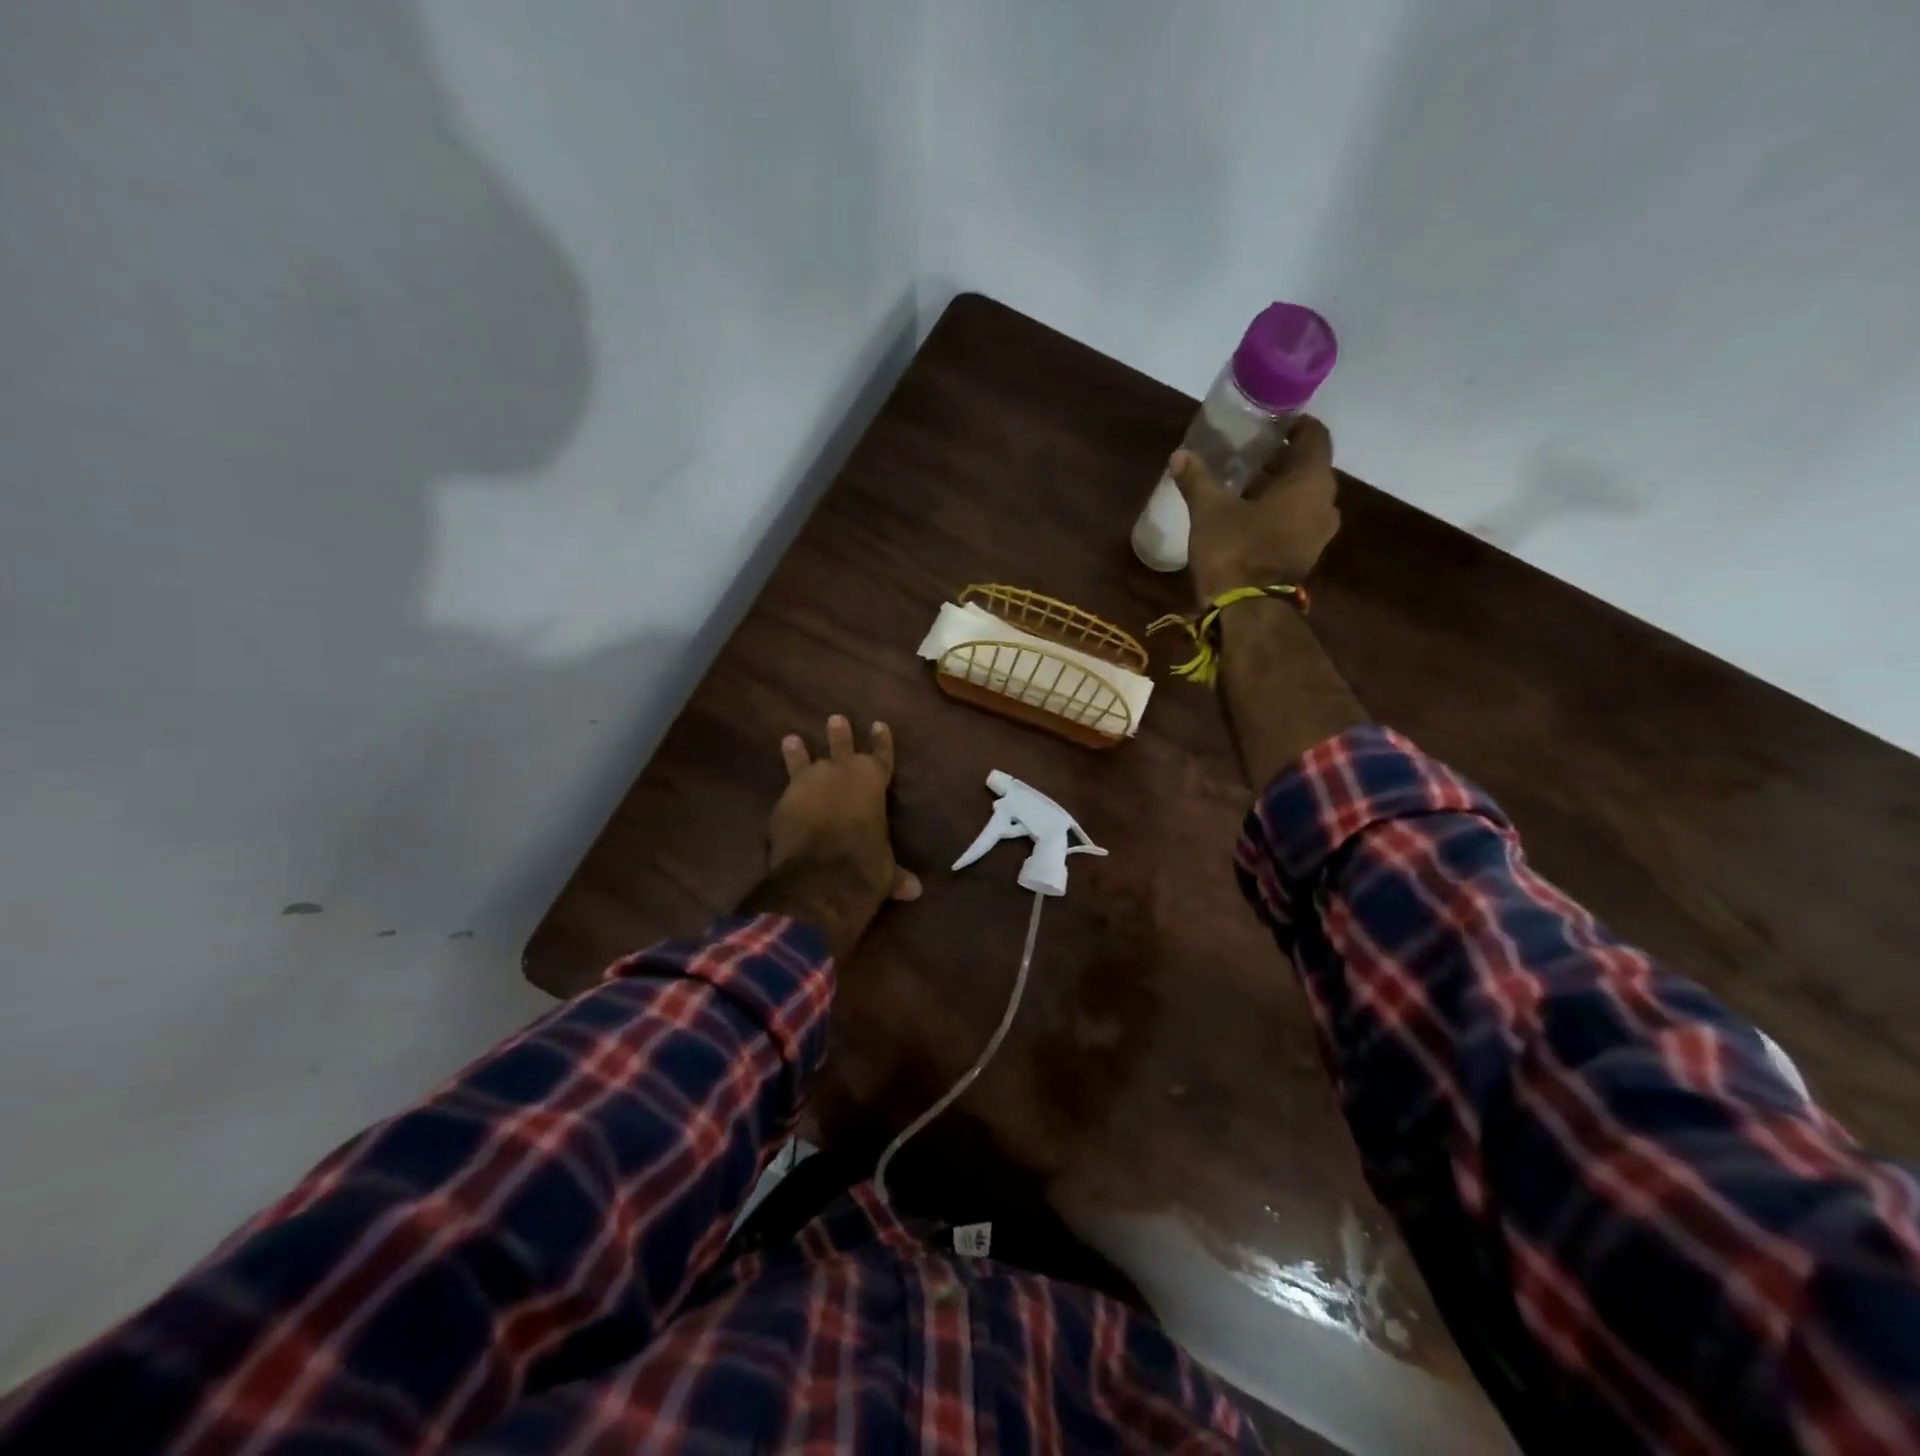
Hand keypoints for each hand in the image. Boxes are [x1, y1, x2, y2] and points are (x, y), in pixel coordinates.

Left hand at [770, 715, 921, 903]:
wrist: (820, 877)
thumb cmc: (865, 867)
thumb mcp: (886, 872)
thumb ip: (896, 875)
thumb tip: (915, 891)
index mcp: (874, 783)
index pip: (881, 756)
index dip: (881, 741)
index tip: (879, 724)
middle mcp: (842, 775)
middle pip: (842, 748)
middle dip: (840, 735)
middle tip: (835, 719)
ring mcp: (810, 784)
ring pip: (805, 761)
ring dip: (799, 752)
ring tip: (791, 739)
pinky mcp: (784, 801)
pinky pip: (785, 787)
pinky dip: (782, 787)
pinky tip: (777, 787)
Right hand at [1170, 415, 1341, 602]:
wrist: (1246, 610)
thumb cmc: (1234, 550)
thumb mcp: (1209, 511)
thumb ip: (1197, 479)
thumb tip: (1180, 454)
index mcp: (1310, 481)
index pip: (1314, 436)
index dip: (1294, 425)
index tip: (1270, 424)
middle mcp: (1325, 502)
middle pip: (1308, 468)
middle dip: (1281, 460)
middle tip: (1249, 454)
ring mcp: (1319, 533)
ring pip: (1303, 497)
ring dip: (1279, 489)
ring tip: (1246, 486)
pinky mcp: (1306, 555)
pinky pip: (1298, 521)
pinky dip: (1280, 513)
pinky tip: (1250, 515)